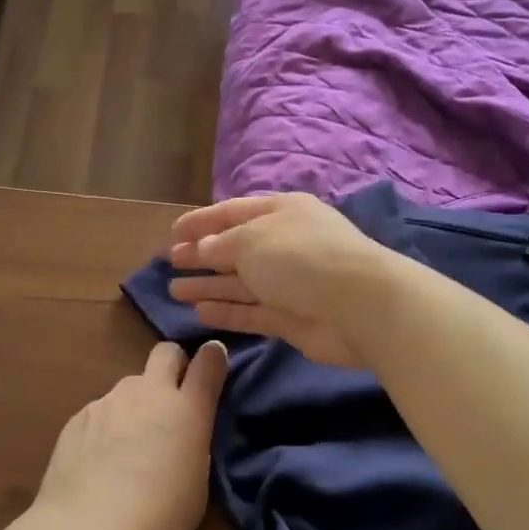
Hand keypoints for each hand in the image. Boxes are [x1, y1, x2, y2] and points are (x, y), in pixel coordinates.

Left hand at [32, 340, 228, 529]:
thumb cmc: (157, 517)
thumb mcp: (196, 485)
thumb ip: (192, 444)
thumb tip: (183, 433)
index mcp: (186, 409)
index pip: (208, 363)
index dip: (213, 358)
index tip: (214, 363)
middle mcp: (147, 393)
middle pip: (165, 353)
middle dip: (173, 365)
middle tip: (171, 400)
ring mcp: (108, 401)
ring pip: (129, 387)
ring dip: (135, 405)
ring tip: (127, 447)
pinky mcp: (77, 417)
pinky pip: (100, 411)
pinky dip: (106, 427)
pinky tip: (98, 462)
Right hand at [165, 193, 398, 367]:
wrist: (358, 304)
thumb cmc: (300, 257)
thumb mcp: (251, 240)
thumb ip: (221, 245)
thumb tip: (202, 248)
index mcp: (281, 212)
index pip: (233, 212)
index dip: (201, 221)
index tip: (172, 234)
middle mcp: (285, 244)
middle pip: (235, 248)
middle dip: (202, 255)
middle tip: (170, 263)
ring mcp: (289, 283)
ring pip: (240, 283)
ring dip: (208, 286)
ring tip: (174, 291)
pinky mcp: (291, 318)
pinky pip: (252, 311)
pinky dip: (227, 311)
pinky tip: (199, 313)